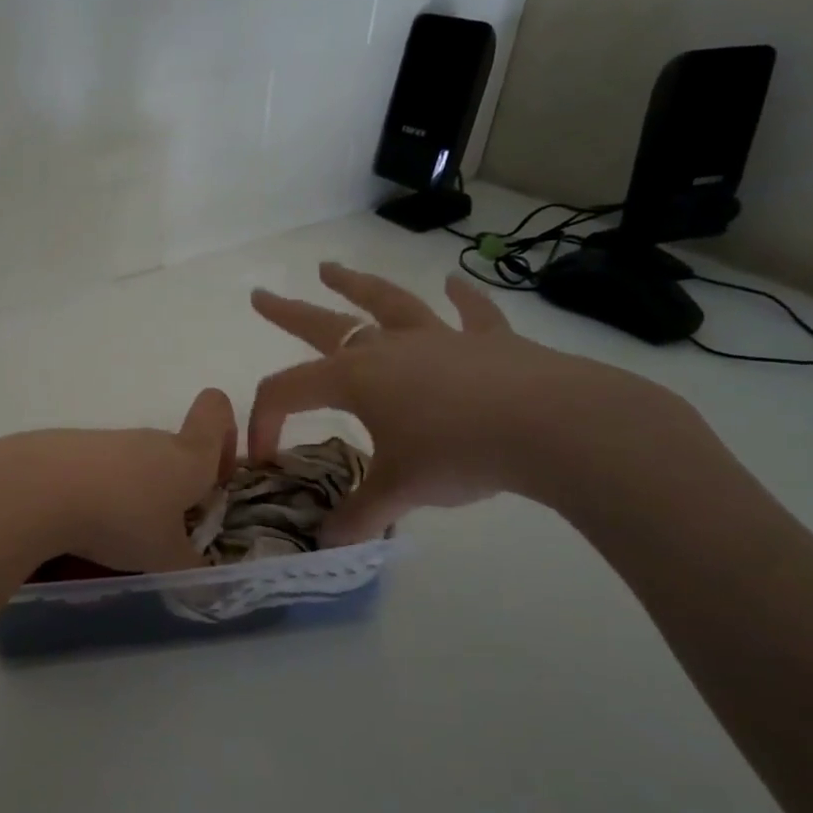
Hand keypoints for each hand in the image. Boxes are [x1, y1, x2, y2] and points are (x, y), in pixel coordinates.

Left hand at [0, 389, 239, 573]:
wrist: (39, 489)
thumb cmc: (121, 519)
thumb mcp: (164, 557)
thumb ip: (190, 567)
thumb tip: (203, 576)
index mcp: (188, 456)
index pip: (216, 411)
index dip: (225, 435)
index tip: (216, 475)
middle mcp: (151, 440)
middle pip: (175, 449)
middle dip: (177, 487)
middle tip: (165, 531)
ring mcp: (107, 441)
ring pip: (134, 464)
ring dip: (135, 494)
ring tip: (116, 537)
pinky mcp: (68, 448)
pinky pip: (97, 471)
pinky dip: (97, 494)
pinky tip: (79, 527)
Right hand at [250, 263, 683, 540]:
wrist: (552, 426)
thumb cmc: (458, 454)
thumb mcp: (399, 491)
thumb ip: (359, 515)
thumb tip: (329, 544)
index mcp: (354, 378)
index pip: (287, 391)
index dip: (265, 420)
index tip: (265, 457)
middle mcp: (388, 347)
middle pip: (324, 325)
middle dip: (287, 313)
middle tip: (260, 295)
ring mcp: (439, 337)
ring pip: (386, 303)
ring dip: (356, 285)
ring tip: (330, 268)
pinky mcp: (489, 340)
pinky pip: (471, 313)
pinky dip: (461, 297)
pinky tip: (454, 281)